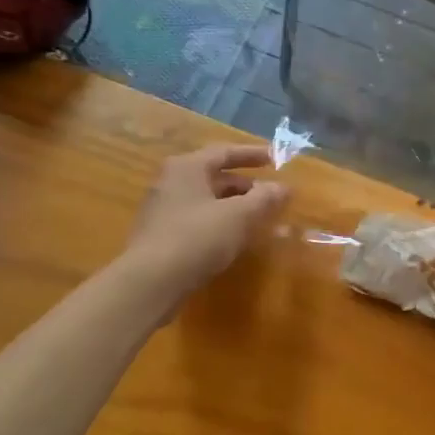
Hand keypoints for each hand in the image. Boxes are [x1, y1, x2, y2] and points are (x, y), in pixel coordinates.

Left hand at [125, 144, 288, 302]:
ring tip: (258, 218)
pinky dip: (219, 222)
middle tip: (270, 196)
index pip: (224, 152)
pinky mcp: (161, 235)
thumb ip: (264, 198)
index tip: (275, 159)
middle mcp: (170, 182)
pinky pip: (197, 220)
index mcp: (187, 167)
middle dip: (245, 186)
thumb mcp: (239, 216)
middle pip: (214, 177)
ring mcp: (162, 209)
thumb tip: (283, 187)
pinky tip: (235, 239)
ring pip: (206, 200)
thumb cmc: (197, 237)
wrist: (151, 282)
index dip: (252, 155)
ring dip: (234, 206)